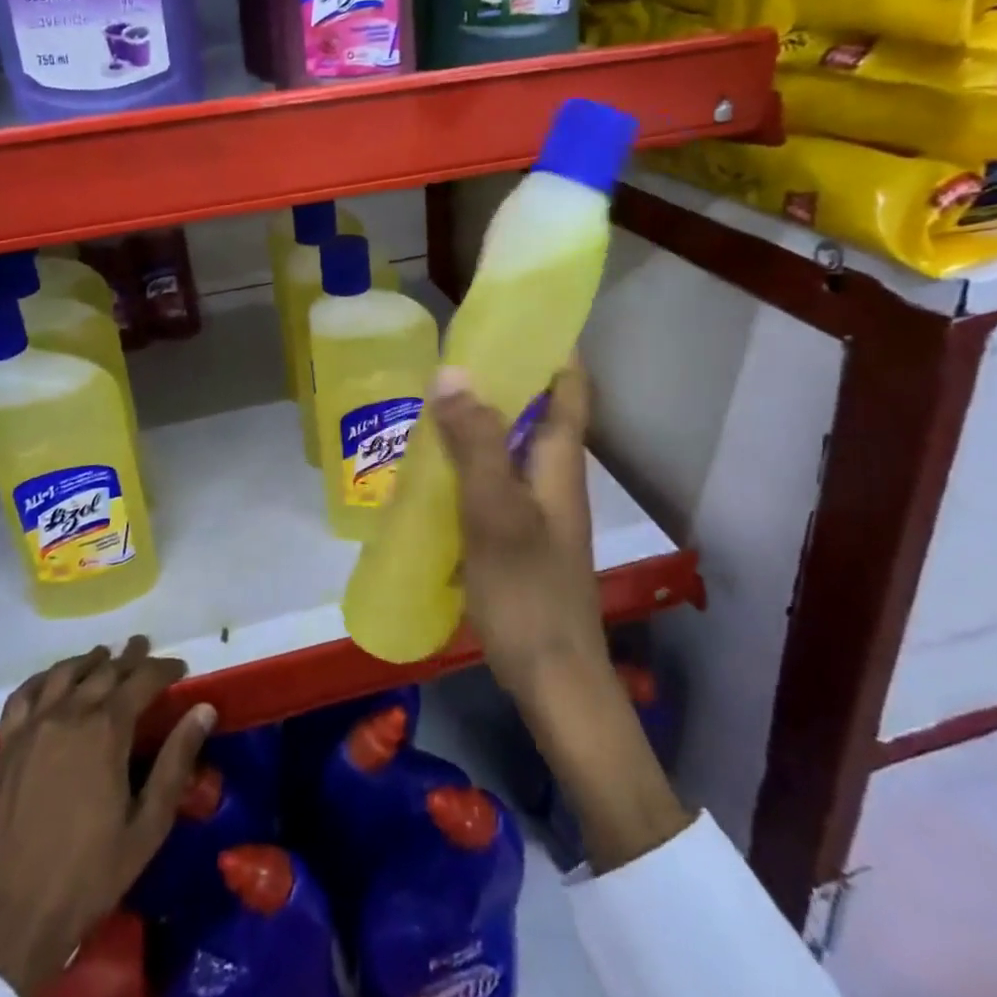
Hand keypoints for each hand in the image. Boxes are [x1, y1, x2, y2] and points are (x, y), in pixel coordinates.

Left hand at [0, 638, 214, 994]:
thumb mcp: (147, 826)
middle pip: (105, 670)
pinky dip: (42, 679)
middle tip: (145, 648)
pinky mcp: (6, 747)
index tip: (181, 667)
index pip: (142, 680)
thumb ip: (176, 762)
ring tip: (104, 655)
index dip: (165, 668)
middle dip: (130, 657)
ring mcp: (33, 729)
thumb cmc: (88, 875)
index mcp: (106, 731)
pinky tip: (51, 680)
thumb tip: (204, 710)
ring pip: (64, 673)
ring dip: (89, 660)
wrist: (11, 920)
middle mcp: (69, 716)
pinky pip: (23, 696)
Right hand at [431, 361, 691, 873]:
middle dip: (499, 378)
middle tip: (448, 355)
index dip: (551, 345)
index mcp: (560, 459)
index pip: (569, 384)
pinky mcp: (516, 535)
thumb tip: (452, 371)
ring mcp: (535, 508)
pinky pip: (490, 480)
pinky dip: (465, 463)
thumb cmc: (528, 590)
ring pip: (507, 445)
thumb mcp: (495, 511)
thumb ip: (475, 442)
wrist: (552, 681)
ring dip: (476, 421)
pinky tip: (427, 469)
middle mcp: (553, 475)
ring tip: (428, 401)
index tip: (512, 316)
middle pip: (534, 409)